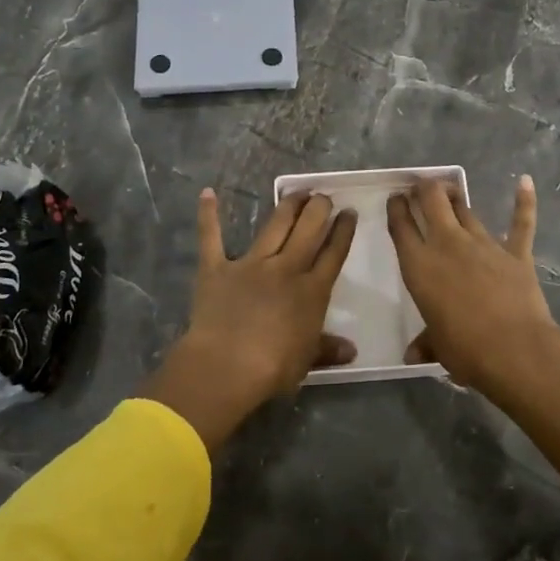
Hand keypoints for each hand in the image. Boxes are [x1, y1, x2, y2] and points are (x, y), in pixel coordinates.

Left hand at [140, 189, 356, 450]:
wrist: (226, 365)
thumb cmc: (273, 368)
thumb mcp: (307, 361)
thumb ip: (328, 349)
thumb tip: (351, 350)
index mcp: (311, 291)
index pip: (333, 254)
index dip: (343, 232)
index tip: (349, 213)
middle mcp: (285, 269)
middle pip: (308, 230)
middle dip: (319, 208)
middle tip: (324, 196)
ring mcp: (250, 264)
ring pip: (275, 226)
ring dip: (288, 205)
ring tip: (297, 191)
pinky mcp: (217, 268)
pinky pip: (212, 237)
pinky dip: (209, 215)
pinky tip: (208, 194)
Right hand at [387, 175, 559, 405]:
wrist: (515, 350)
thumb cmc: (466, 350)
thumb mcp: (438, 347)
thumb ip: (426, 343)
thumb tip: (412, 356)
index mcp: (420, 266)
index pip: (402, 227)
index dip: (397, 208)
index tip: (395, 198)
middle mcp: (448, 245)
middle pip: (432, 202)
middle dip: (425, 189)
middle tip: (421, 185)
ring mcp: (484, 245)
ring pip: (466, 210)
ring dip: (456, 198)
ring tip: (450, 190)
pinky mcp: (516, 252)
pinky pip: (520, 222)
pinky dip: (524, 201)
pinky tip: (526, 181)